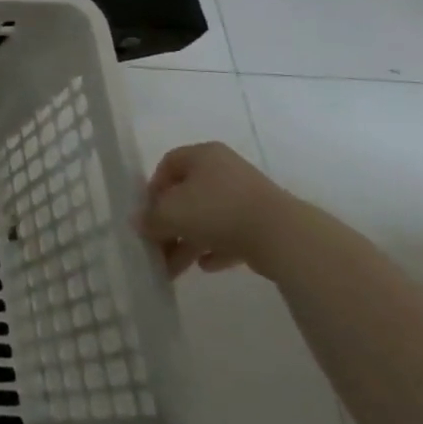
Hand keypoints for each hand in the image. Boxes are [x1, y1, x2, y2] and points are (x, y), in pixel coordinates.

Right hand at [136, 141, 300, 279]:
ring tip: (174, 268)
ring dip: (188, 242)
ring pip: (208, 218)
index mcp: (203, 156)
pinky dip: (215, 248)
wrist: (284, 236)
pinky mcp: (265, 224)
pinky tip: (205, 266)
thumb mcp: (171, 213)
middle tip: (157, 247)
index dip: (153, 189)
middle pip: (187, 196)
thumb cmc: (217, 210)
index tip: (147, 213)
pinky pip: (232, 234)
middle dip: (170, 225)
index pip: (168, 165)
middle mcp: (226, 170)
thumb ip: (150, 219)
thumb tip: (138, 223)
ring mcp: (248, 197)